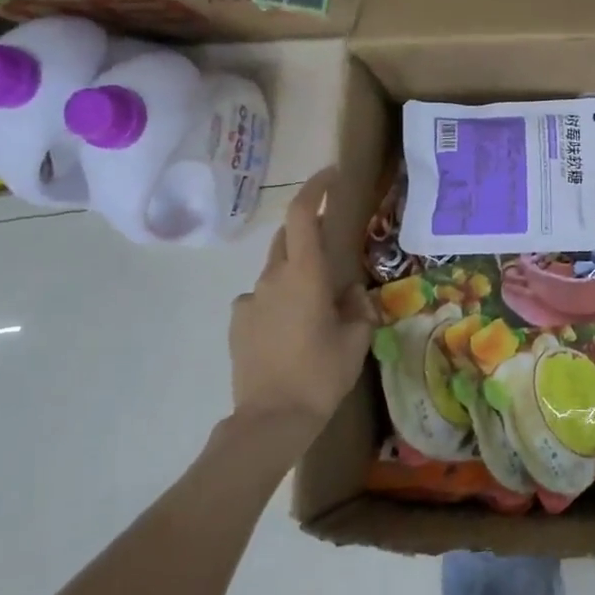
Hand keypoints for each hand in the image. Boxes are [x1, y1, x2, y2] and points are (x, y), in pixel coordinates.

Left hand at [228, 168, 373, 430]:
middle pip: (287, 237)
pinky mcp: (238, 322)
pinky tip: (290, 328)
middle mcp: (273, 278)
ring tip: (316, 303)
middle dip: (308, 230)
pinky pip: (262, 297)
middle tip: (333, 244)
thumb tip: (350, 292)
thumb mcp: (356, 339)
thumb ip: (356, 307)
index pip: (302, 215)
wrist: (271, 419)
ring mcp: (250, 299)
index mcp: (305, 275)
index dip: (314, 188)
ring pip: (275, 269)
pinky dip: (279, 299)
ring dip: (296, 271)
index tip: (331, 175)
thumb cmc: (321, 374)